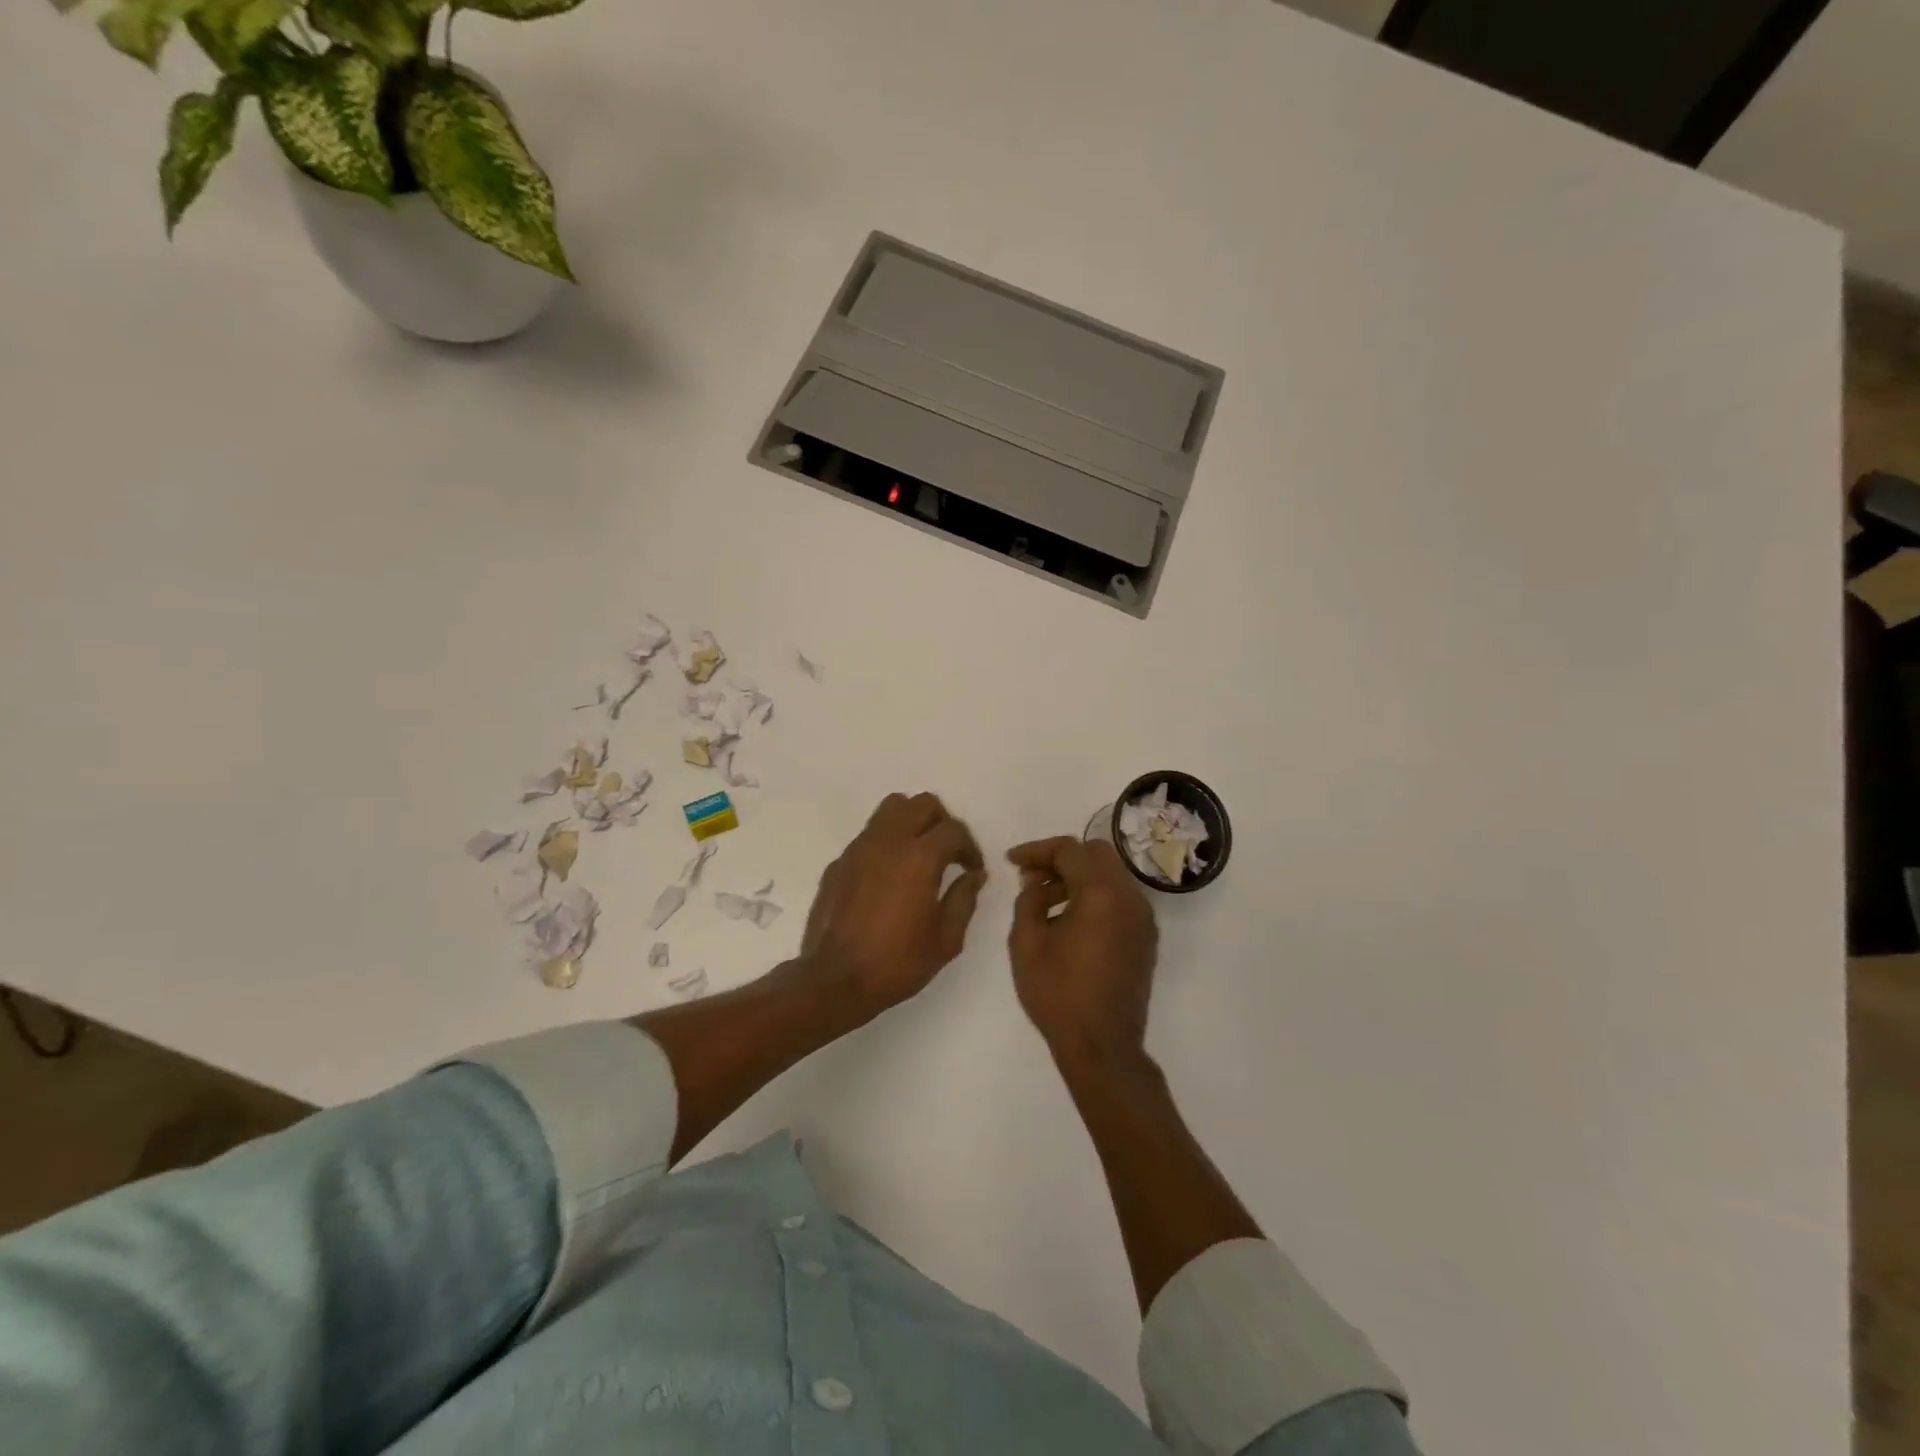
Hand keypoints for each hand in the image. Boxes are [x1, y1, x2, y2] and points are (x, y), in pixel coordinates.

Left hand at [799, 792, 986, 1014]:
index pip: (954, 829)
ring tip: (918, 852)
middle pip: (923, 803)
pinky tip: (888, 876)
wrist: (835, 980)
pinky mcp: (839, 861)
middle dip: (942, 822)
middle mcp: (888, 841)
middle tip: (948, 853)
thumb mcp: (946, 939)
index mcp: (920, 857)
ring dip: (911, 821)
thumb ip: (964, 899)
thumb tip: (974, 875)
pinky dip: (886, 842)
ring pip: (891, 808)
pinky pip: (869, 835)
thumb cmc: (897, 963)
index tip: (972, 869)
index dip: (970, 847)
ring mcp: (859, 847)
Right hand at [1007, 836, 1158, 1065]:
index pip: (1069, 850)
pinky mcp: (1146, 937)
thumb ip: (1028, 900)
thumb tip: (1037, 881)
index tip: (1012, 862)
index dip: (1036, 850)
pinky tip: (1069, 921)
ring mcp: (1142, 918)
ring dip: (1078, 878)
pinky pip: (1119, 899)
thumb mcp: (1027, 944)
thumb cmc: (1058, 994)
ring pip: (1110, 875)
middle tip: (1031, 878)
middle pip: (1096, 854)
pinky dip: (1094, 896)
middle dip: (1061, 859)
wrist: (1103, 1047)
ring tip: (1045, 904)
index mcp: (1101, 894)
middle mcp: (1129, 898)